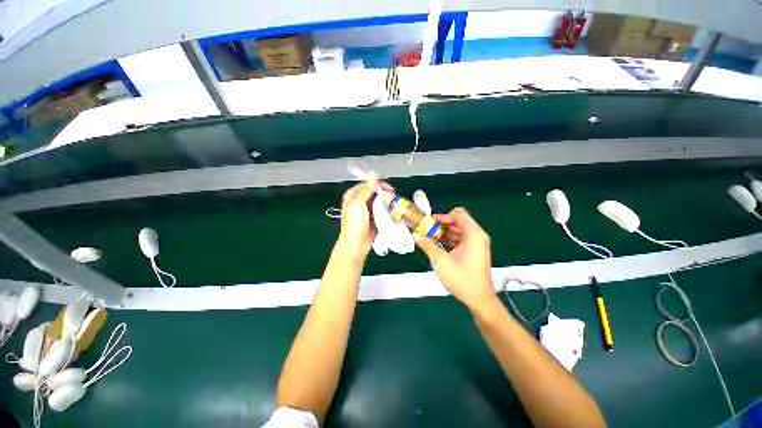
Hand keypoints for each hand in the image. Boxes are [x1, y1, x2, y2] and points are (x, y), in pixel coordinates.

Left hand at [336, 172, 391, 258]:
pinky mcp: (373, 218)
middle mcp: (359, 202)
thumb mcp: (359, 204)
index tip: (387, 187)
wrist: (356, 245)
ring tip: (394, 202)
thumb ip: (367, 189)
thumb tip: (373, 174)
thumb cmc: (354, 224)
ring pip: (378, 201)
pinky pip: (381, 210)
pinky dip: (386, 209)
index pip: (366, 184)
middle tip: (393, 194)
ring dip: (386, 201)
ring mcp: (367, 211)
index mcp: (352, 196)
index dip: (376, 184)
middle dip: (383, 193)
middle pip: (373, 193)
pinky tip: (392, 210)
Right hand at [414, 208, 496, 309]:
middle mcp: (477, 235)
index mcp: (474, 234)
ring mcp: (476, 243)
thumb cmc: (462, 279)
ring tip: (428, 237)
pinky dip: (448, 239)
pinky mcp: (473, 250)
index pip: (458, 214)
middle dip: (440, 225)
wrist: (478, 299)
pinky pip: (459, 239)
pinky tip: (436, 245)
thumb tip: (415, 234)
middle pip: (457, 221)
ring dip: (443, 232)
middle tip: (425, 230)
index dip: (443, 216)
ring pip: (457, 230)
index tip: (429, 223)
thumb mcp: (441, 261)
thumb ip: (427, 245)